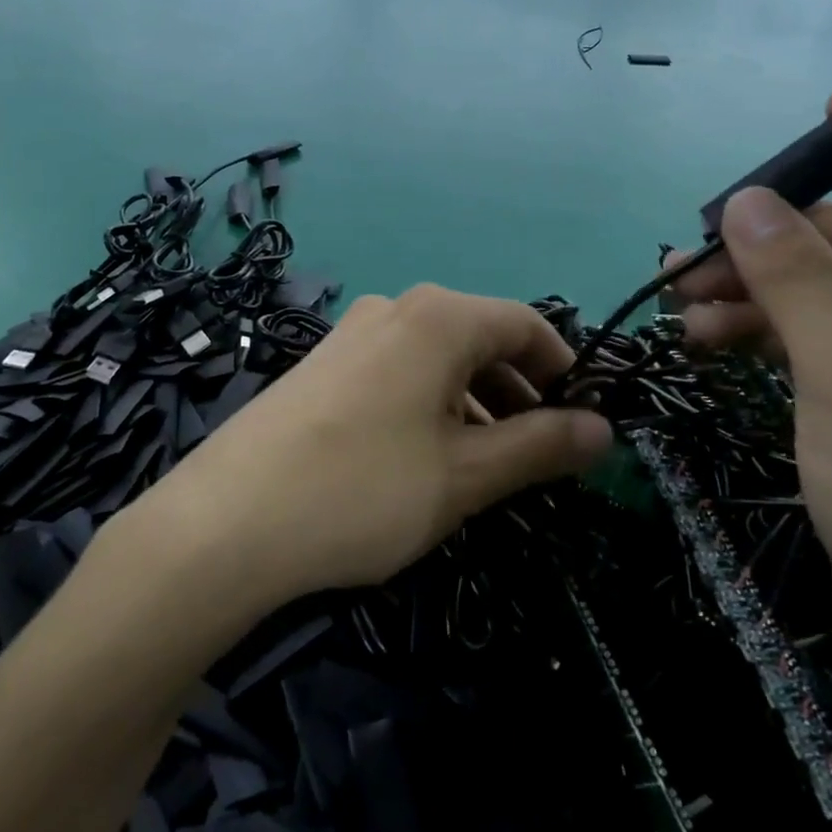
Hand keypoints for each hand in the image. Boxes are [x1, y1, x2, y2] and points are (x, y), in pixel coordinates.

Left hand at [144, 287, 610, 607]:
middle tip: (540, 455)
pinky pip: (399, 372)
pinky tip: (426, 458)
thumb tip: (604, 430)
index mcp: (439, 317)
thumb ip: (541, 447)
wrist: (226, 522)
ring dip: (476, 403)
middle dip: (520, 392)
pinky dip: (431, 405)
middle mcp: (396, 309)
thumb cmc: (363, 490)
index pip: (526, 325)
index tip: (584, 421)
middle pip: (481, 339)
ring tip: (487, 466)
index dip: (564, 369)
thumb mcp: (465, 475)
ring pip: (438, 359)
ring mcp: (352, 334)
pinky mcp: (323, 366)